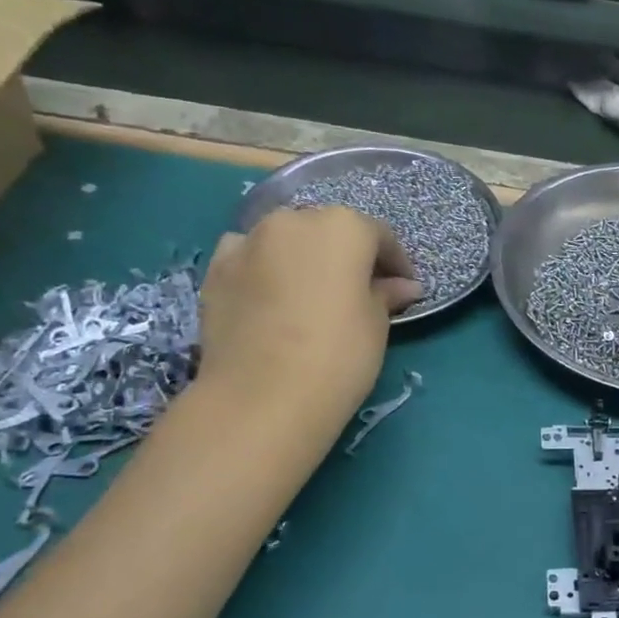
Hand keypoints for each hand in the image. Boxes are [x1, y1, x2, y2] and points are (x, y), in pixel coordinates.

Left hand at [198, 206, 421, 408]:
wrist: (260, 397)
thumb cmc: (338, 354)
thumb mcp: (377, 325)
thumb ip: (386, 295)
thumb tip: (401, 286)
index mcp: (343, 227)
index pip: (379, 236)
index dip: (395, 263)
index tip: (403, 289)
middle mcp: (294, 220)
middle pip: (329, 231)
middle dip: (347, 257)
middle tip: (360, 292)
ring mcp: (248, 242)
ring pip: (285, 240)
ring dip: (303, 259)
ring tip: (311, 295)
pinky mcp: (215, 270)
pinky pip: (248, 257)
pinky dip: (263, 269)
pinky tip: (271, 298)